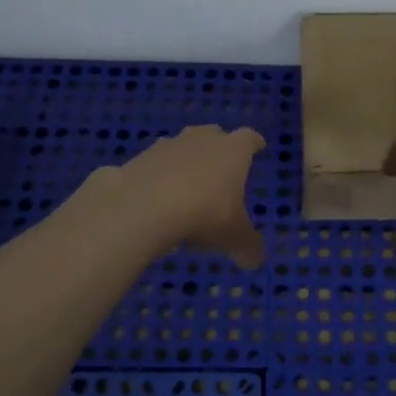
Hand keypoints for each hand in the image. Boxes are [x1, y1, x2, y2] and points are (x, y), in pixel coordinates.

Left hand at [115, 125, 265, 267]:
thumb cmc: (202, 215)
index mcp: (232, 151)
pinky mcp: (137, 159)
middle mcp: (201, 140)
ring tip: (185, 184)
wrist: (142, 208)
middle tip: (221, 164)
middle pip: (213, 134)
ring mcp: (167, 146)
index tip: (258, 146)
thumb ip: (247, 247)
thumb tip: (255, 261)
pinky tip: (154, 197)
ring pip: (181, 146)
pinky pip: (152, 165)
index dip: (254, 144)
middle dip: (218, 147)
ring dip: (185, 160)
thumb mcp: (233, 237)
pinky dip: (156, 176)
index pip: (249, 138)